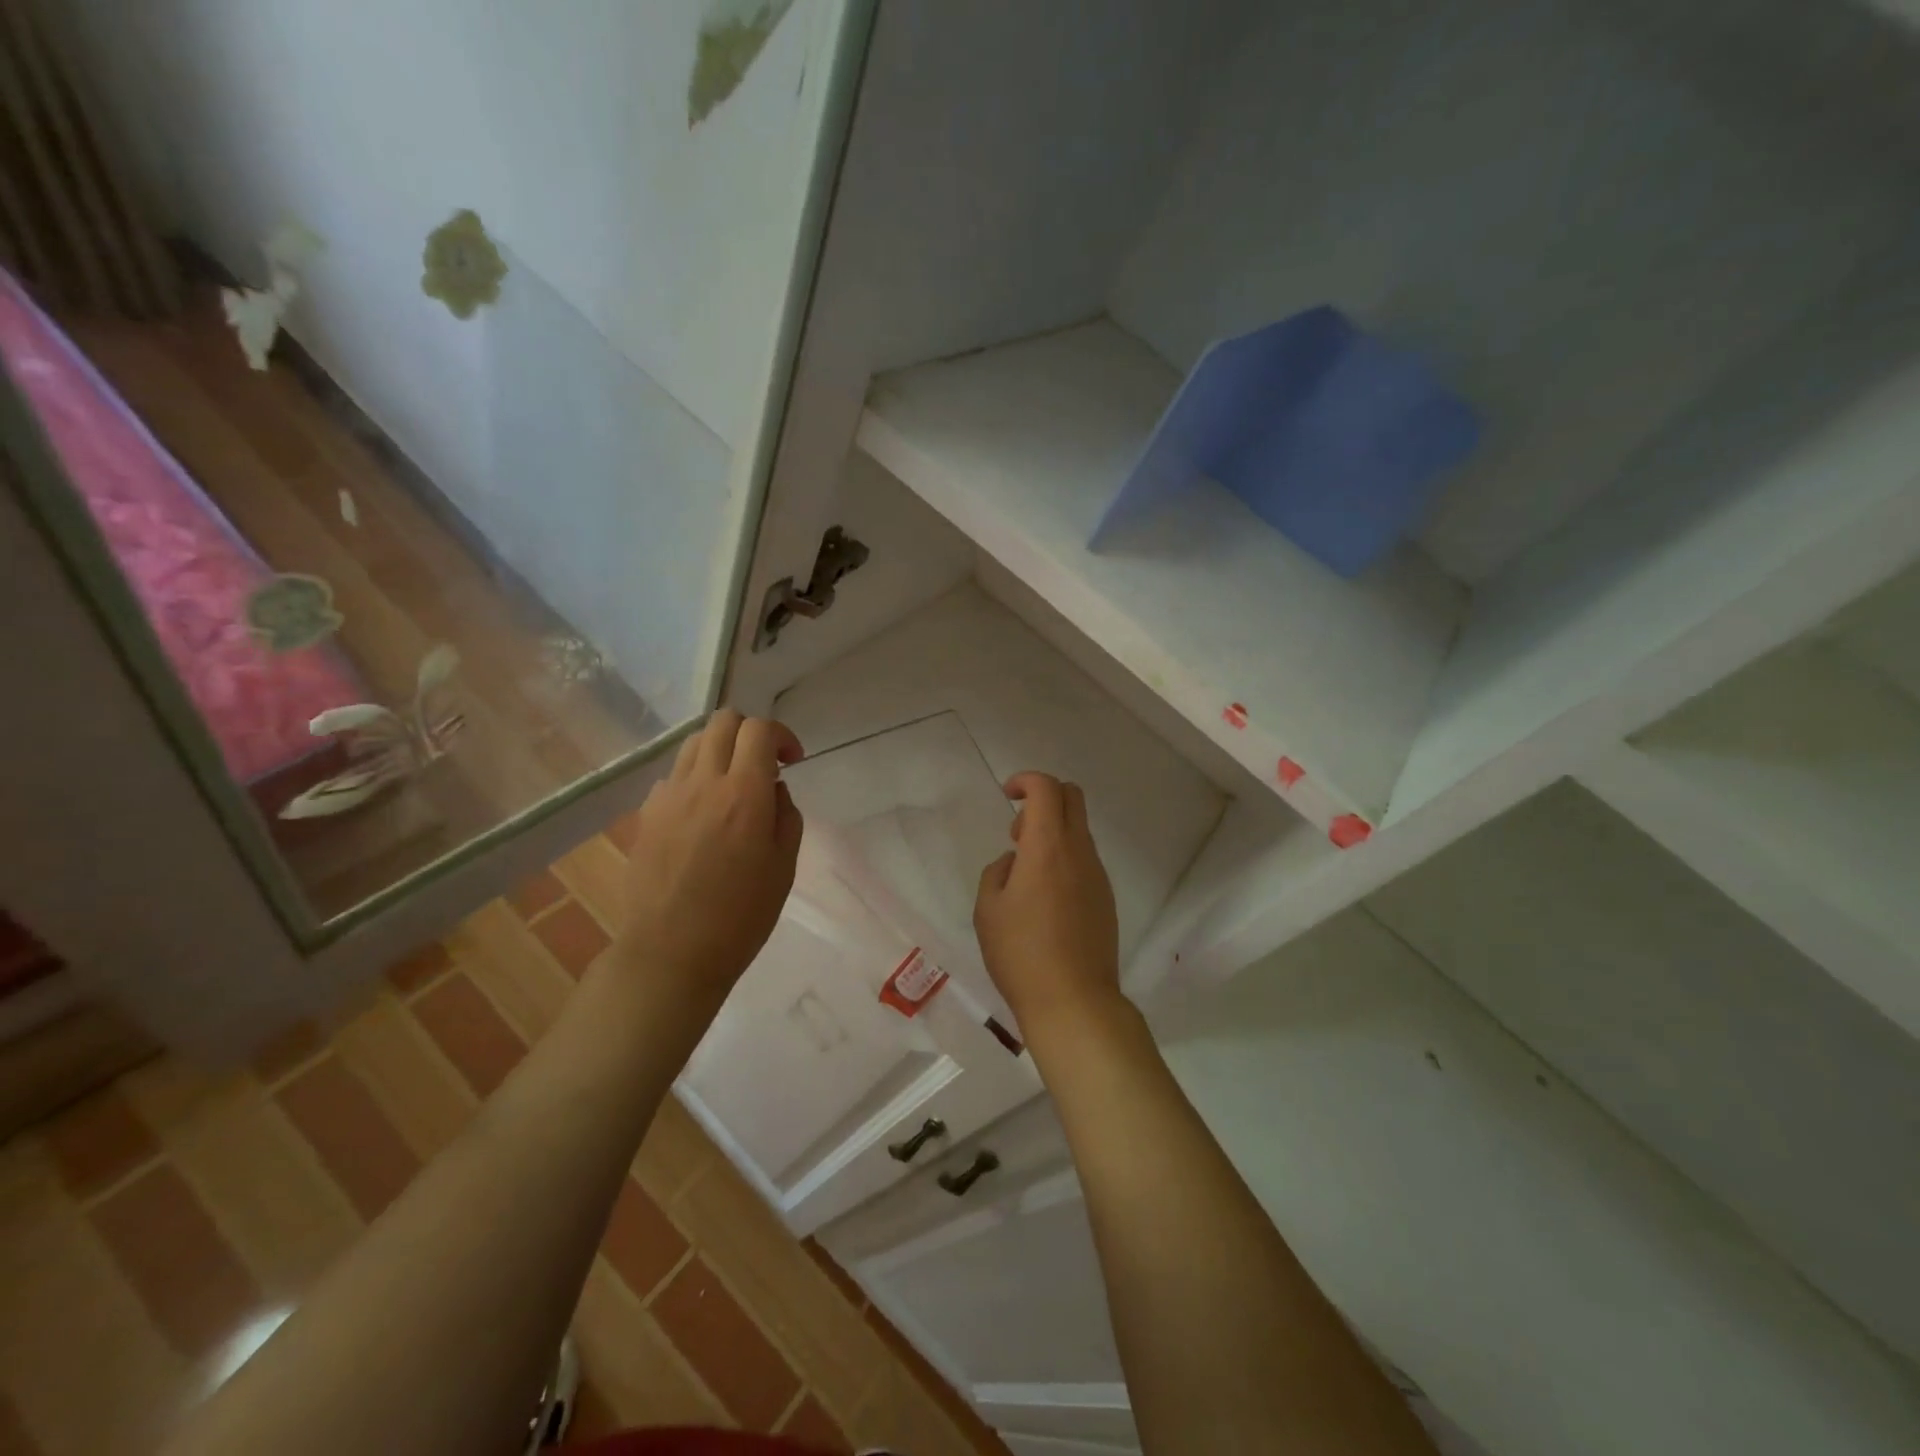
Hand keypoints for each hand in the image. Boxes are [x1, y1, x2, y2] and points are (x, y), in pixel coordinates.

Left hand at [613, 710, 804, 1005]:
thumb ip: (786, 815)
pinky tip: (702, 814)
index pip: (759, 729)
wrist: (672, 952)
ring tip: (733, 785)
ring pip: (694, 743)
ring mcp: (668, 796)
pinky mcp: (647, 815)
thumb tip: (774, 788)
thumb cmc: (741, 916)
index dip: (781, 735)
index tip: (792, 761)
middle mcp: (703, 783)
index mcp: (744, 794)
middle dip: (750, 732)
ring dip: (721, 750)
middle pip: (723, 721)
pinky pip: (674, 776)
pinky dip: (695, 778)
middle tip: (764, 765)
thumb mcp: (784, 866)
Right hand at [974, 772, 1122, 1040]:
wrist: (1075, 1001)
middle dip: (1043, 798)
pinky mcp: (1106, 898)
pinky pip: (1085, 859)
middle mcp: (1079, 852)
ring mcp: (1098, 875)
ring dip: (1053, 832)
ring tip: (1026, 875)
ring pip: (1079, 830)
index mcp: (1048, 846)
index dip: (1025, 781)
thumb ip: (997, 872)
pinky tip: (1046, 899)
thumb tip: (1015, 863)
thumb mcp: (988, 910)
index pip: (1046, 788)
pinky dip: (1064, 858)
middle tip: (1018, 833)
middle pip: (1072, 797)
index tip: (1007, 796)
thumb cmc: (1021, 953)